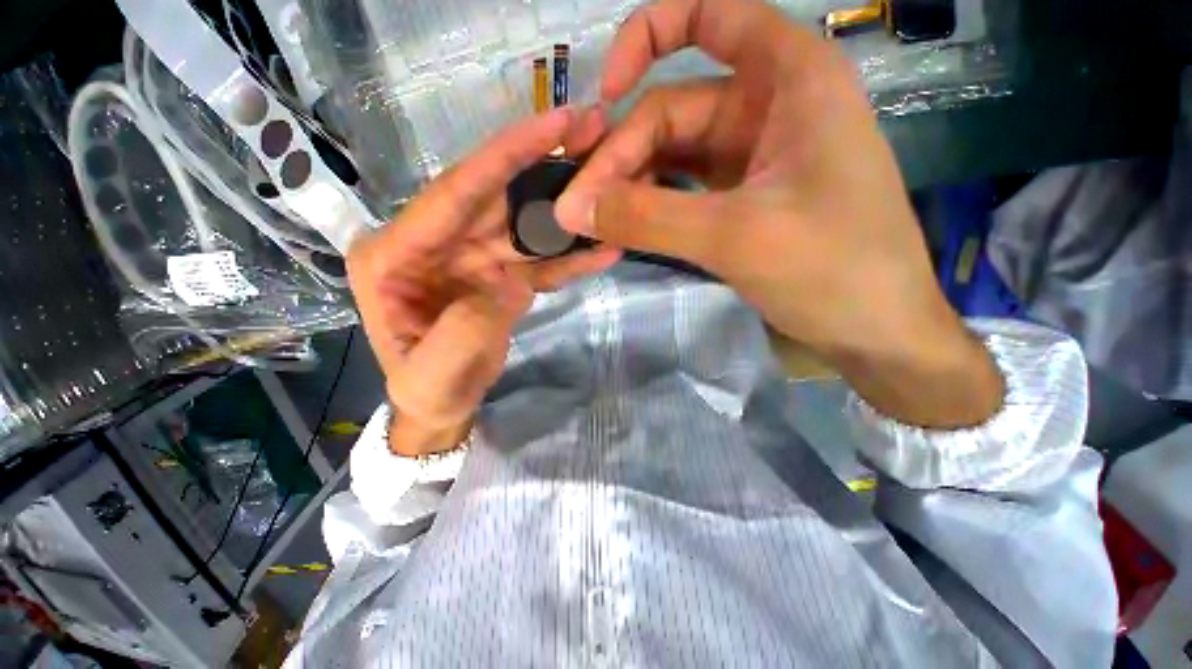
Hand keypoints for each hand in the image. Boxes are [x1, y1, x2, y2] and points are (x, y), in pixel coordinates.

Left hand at [349, 108, 620, 454]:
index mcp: (396, 254)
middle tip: (593, 133)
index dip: (505, 155)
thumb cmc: (426, 390)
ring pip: (521, 222)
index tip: (555, 124)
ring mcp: (470, 257)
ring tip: (607, 182)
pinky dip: (567, 256)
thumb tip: (513, 282)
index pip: (454, 192)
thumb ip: (467, 326)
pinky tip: (600, 249)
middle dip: (542, 162)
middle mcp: (432, 243)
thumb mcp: (435, 371)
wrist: (441, 403)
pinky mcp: (497, 274)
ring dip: (563, 206)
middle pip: (493, 194)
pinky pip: (536, 259)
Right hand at [556, 0, 1001, 427]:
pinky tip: (628, 229)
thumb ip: (648, 218)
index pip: (709, 16)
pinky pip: (684, 188)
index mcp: (790, 79)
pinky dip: (653, 205)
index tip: (604, 95)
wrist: (874, 329)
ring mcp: (754, 158)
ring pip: (673, 154)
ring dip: (632, 185)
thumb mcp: (735, 236)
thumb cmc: (831, 271)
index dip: (647, 37)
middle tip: (580, 209)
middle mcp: (770, 107)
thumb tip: (572, 209)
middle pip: (672, 111)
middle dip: (621, 156)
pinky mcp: (742, 199)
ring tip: (597, 224)